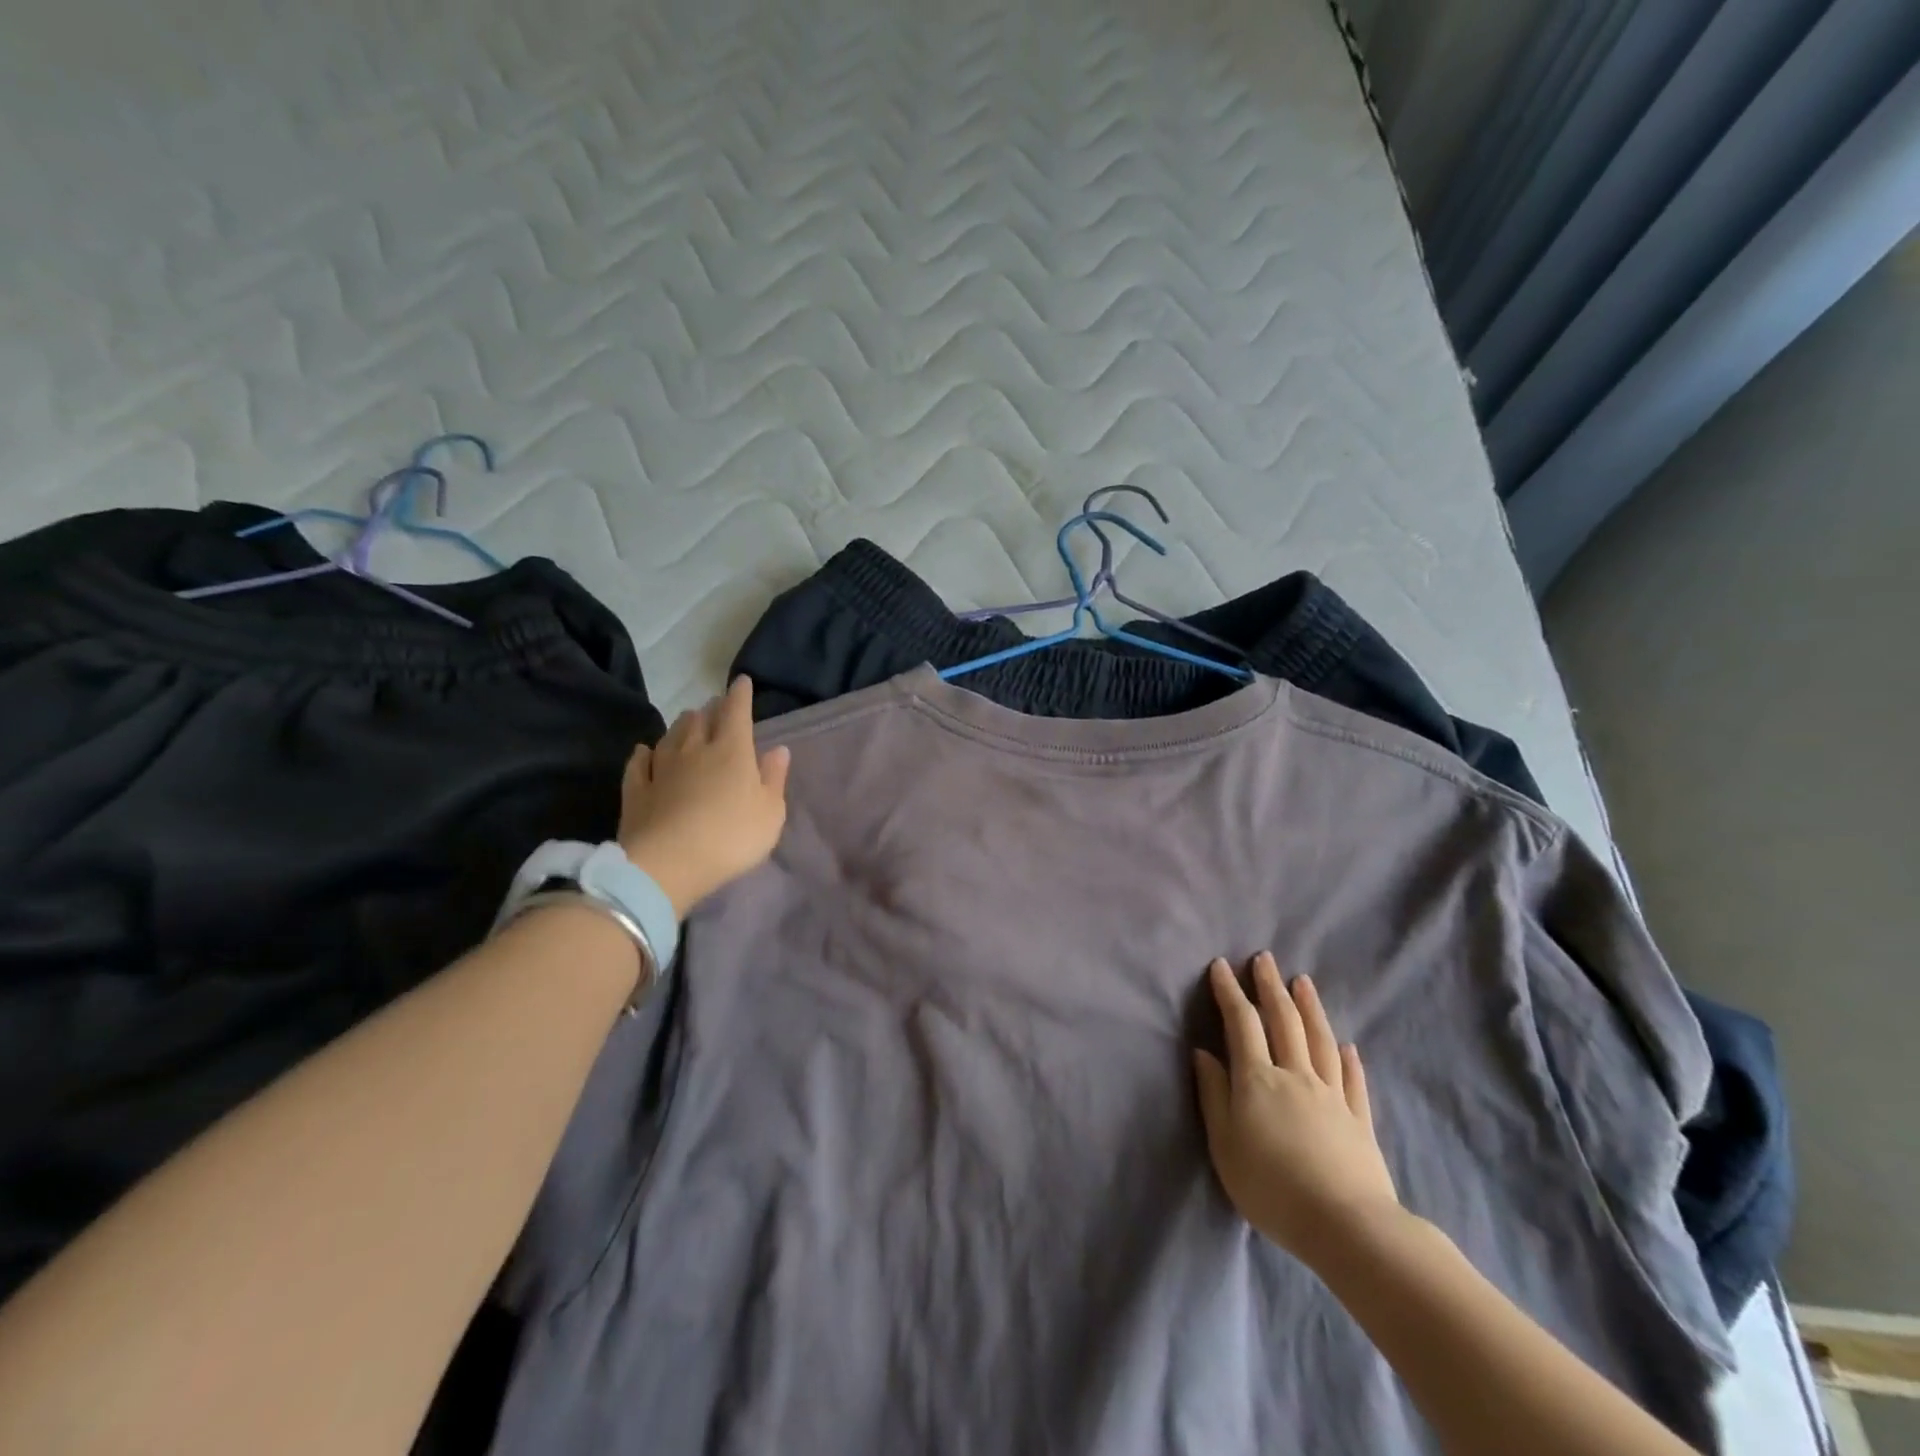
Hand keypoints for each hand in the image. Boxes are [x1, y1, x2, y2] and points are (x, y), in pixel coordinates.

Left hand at [617, 676, 791, 916]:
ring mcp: (661, 768)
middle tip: (716, 706)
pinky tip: (644, 750)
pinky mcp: (636, 790)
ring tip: (688, 721)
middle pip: (701, 719)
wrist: (666, 865)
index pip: (737, 712)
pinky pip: (638, 763)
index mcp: (732, 751)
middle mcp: (695, 750)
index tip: (742, 681)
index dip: (741, 695)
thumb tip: (778, 749)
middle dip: (711, 709)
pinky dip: (644, 754)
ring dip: (682, 725)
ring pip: (671, 735)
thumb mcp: (770, 813)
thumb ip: (774, 778)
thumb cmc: (731, 837)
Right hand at [1192, 953, 1400, 1266]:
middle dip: (1271, 986)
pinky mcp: (1359, 1120)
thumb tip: (1203, 1053)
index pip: (1242, 1023)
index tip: (1221, 966)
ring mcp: (1332, 1096)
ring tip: (1303, 981)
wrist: (1347, 1227)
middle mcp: (1296, 1075)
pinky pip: (1353, 1080)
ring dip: (1310, 1007)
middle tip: (1265, 958)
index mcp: (1258, 1080)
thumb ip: (1214, 1095)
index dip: (1230, 991)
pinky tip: (1347, 1045)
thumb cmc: (1272, 1187)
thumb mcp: (1225, 1145)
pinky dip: (1348, 1059)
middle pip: (1283, 1021)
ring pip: (1320, 1040)